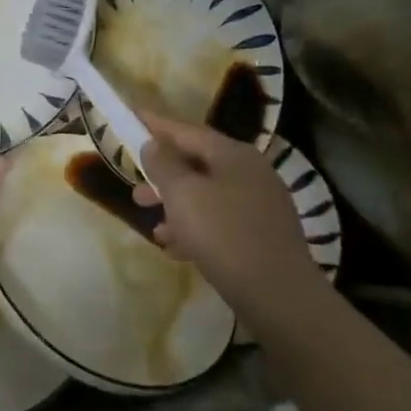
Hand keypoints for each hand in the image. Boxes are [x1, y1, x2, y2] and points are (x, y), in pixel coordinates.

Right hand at [133, 113, 322, 324]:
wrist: (279, 295)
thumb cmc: (224, 235)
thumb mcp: (183, 195)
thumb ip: (164, 165)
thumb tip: (154, 145)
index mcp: (234, 155)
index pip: (187, 130)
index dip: (156, 124)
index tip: (131, 115)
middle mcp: (251, 173)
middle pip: (197, 165)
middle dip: (163, 179)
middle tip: (136, 192)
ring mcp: (260, 206)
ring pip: (207, 197)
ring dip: (176, 209)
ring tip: (155, 229)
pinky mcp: (262, 236)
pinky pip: (220, 223)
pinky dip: (195, 230)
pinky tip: (177, 250)